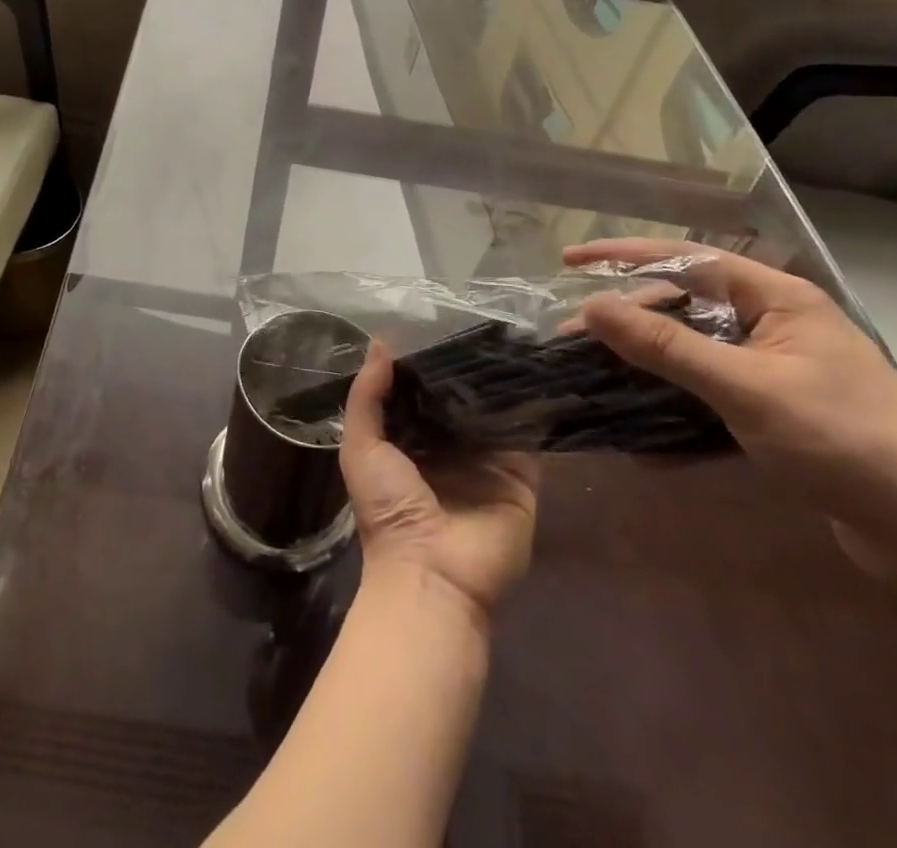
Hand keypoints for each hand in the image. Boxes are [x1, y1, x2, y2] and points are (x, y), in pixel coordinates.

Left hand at [340, 345, 537, 617]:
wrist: (432, 572)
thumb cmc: (389, 508)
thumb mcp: (361, 447)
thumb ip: (366, 396)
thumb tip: (379, 344)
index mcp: (409, 441)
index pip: (421, 393)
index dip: (424, 363)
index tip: (436, 324)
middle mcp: (449, 448)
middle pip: (459, 399)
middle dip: (464, 369)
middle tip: (480, 322)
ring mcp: (487, 461)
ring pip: (494, 411)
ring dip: (499, 382)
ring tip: (511, 335)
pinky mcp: (521, 476)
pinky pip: (527, 435)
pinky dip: (530, 407)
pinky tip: (536, 371)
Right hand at [564, 239, 896, 575]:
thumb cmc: (844, 443)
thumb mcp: (745, 389)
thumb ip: (665, 347)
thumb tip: (592, 307)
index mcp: (778, 300)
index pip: (687, 260)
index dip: (624, 256)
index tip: (570, 260)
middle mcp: (776, 324)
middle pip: (684, 306)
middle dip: (627, 320)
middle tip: (572, 335)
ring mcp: (778, 369)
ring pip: (693, 353)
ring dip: (646, 366)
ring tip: (594, 376)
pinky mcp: (778, 412)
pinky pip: (711, 396)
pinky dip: (676, 411)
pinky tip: (642, 439)